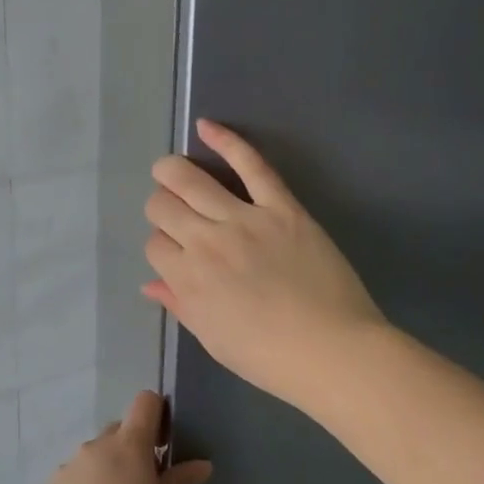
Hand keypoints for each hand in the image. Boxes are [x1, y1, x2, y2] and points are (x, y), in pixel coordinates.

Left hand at [29, 390, 210, 483]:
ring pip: (95, 456)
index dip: (157, 415)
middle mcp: (95, 447)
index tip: (164, 446)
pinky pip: (75, 478)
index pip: (144, 403)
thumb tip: (201, 464)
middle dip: (133, 449)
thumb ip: (179, 483)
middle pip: (119, 430)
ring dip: (108, 470)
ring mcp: (69, 467)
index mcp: (128, 446)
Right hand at [144, 119, 384, 407]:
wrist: (332, 351)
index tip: (176, 252)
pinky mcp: (281, 207)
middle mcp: (206, 243)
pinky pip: (250, 165)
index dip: (161, 245)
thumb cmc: (269, 357)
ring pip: (190, 180)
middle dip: (160, 206)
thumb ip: (180, 305)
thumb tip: (150, 285)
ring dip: (172, 171)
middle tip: (174, 211)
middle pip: (162, 206)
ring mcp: (244, 219)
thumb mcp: (213, 339)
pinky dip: (226, 141)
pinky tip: (206, 127)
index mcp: (187, 280)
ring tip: (170, 169)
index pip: (154, 244)